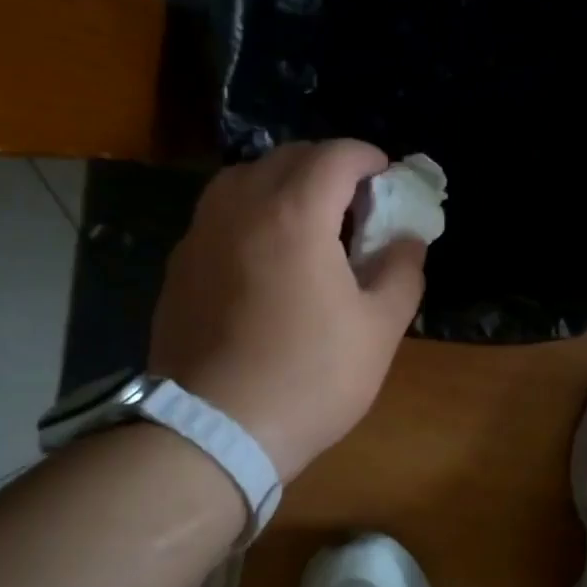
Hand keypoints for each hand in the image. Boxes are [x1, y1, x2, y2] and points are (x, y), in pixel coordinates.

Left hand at [149, 141, 424, 480]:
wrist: (215, 431)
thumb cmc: (310, 378)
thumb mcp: (379, 329)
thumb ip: (402, 271)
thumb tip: (407, 238)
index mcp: (295, 214)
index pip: (335, 156)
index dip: (368, 157)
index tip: (387, 177)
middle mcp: (240, 208)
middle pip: (286, 157)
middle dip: (327, 167)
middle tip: (354, 203)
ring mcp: (201, 235)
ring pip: (244, 179)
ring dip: (282, 184)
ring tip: (307, 223)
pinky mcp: (179, 266)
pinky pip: (219, 215)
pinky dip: (250, 214)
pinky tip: (265, 257)